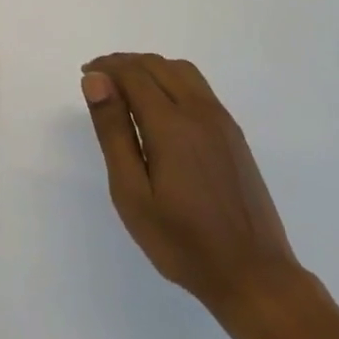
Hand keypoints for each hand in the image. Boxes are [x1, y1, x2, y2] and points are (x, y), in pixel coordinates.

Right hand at [81, 53, 302, 327]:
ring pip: (182, 72)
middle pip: (157, 66)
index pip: (134, 74)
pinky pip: (198, 88)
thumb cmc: (181, 240)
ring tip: (125, 87)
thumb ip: (113, 131)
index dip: (107, 67)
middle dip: (125, 63)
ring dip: (150, 68)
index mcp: (171, 124)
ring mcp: (222, 121)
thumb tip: (96, 80)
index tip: (85, 74)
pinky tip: (160, 105)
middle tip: (98, 79)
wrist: (253, 274)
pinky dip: (171, 80)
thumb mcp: (132, 192)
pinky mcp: (234, 135)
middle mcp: (199, 111)